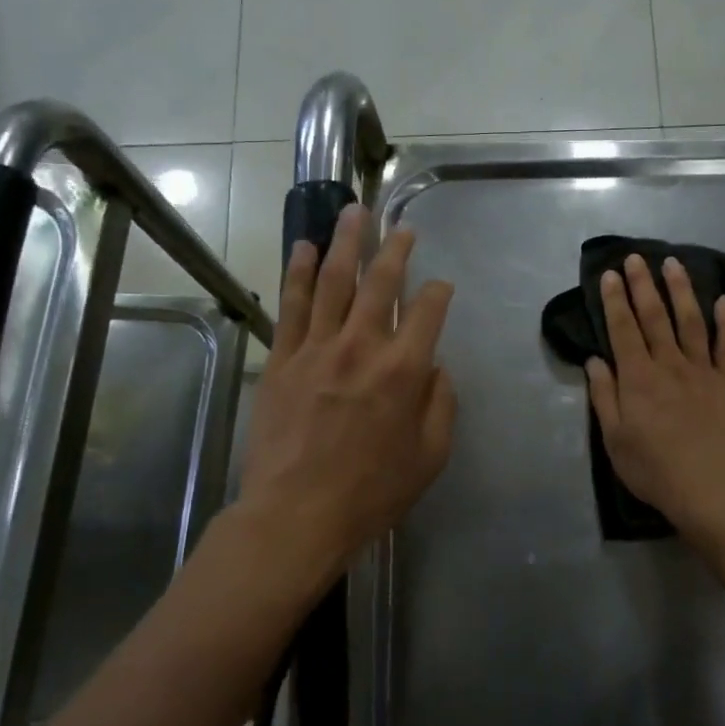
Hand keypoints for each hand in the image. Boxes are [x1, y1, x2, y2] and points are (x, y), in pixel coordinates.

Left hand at [241, 205, 456, 571]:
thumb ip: (441, 404)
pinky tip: (304, 248)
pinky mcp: (282, 359)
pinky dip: (298, 272)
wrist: (297, 513)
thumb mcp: (431, 456)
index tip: (442, 286)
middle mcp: (362, 346)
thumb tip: (435, 367)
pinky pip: (291, 305)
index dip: (439, 292)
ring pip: (333, 280)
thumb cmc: (372, 491)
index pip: (428, 311)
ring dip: (345, 242)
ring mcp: (316, 348)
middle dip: (395, 249)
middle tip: (402, 227)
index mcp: (404, 370)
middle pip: (380, 282)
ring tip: (352, 212)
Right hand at [585, 254, 724, 544]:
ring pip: (691, 321)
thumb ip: (604, 397)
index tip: (609, 274)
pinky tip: (724, 301)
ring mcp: (703, 371)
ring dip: (681, 290)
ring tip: (673, 263)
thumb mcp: (614, 439)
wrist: (711, 489)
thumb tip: (595, 361)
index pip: (623, 329)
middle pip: (655, 317)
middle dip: (643, 285)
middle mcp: (670, 364)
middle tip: (635, 257)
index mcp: (638, 378)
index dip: (614, 300)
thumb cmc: (655, 468)